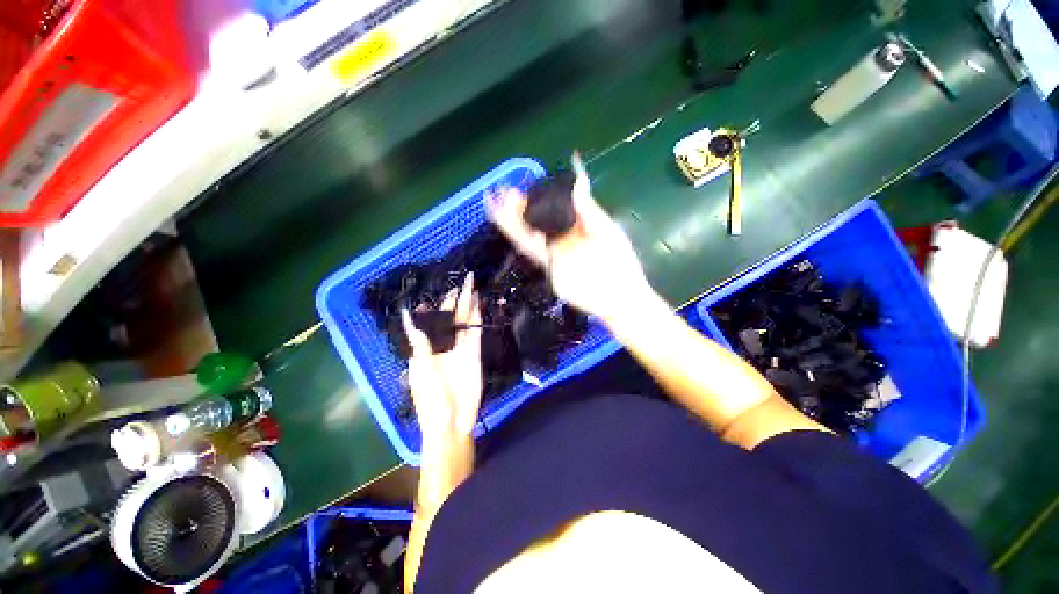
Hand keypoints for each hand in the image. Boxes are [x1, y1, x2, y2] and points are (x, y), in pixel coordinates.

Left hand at [401, 274, 483, 442]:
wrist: (452, 421)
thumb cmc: (430, 400)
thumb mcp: (421, 372)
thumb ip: (420, 345)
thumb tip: (411, 321)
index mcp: (425, 350)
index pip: (427, 324)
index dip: (430, 309)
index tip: (431, 295)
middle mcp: (443, 346)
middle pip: (449, 319)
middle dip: (453, 301)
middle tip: (458, 281)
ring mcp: (460, 348)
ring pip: (464, 321)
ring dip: (467, 304)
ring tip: (470, 284)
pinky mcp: (474, 353)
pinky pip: (475, 332)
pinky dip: (477, 317)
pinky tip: (478, 303)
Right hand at [488, 153, 654, 325]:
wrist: (618, 296)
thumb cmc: (620, 263)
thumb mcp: (606, 230)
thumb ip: (588, 209)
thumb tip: (579, 180)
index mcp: (576, 227)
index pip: (552, 210)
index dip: (537, 198)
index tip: (524, 186)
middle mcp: (561, 239)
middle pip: (536, 221)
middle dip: (518, 207)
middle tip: (503, 192)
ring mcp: (553, 254)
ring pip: (529, 234)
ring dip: (512, 219)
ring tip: (494, 203)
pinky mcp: (549, 268)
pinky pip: (531, 251)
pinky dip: (518, 237)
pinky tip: (507, 225)